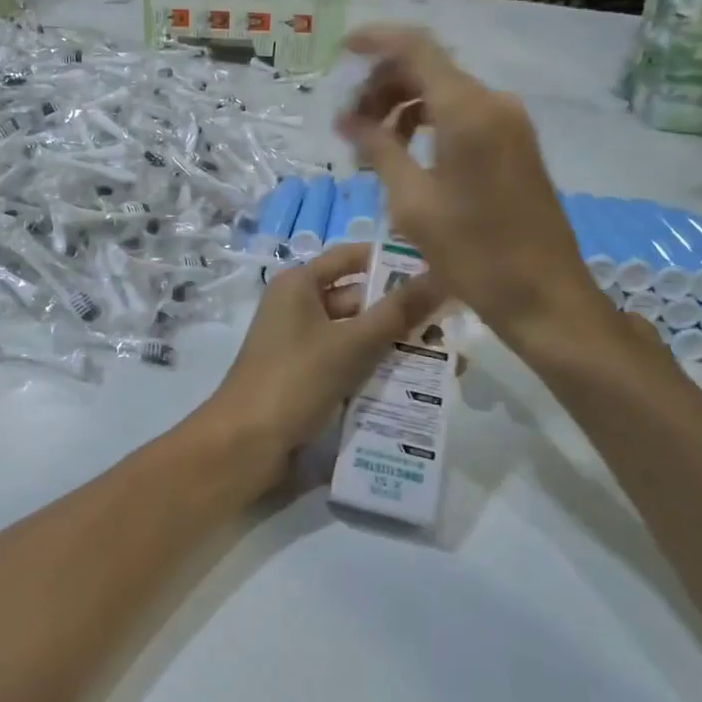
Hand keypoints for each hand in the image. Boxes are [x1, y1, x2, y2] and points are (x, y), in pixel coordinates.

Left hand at [199, 239, 443, 492]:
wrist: (246, 443)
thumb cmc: (294, 379)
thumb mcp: (350, 344)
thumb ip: (397, 312)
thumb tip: (441, 276)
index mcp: (298, 285)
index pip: (350, 258)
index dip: (391, 260)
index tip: (438, 265)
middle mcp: (298, 307)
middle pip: (358, 298)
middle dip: (401, 310)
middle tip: (455, 319)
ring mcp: (302, 343)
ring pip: (357, 334)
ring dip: (395, 343)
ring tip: (449, 354)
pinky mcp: (308, 376)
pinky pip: (349, 362)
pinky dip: (377, 368)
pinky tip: (418, 381)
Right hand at [333, 25, 609, 351]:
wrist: (544, 295)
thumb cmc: (472, 252)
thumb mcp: (412, 202)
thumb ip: (378, 149)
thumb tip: (347, 119)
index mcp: (467, 111)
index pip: (415, 49)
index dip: (375, 42)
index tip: (341, 52)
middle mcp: (493, 103)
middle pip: (428, 70)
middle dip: (382, 86)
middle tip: (348, 124)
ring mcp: (510, 123)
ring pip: (445, 93)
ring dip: (403, 107)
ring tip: (371, 144)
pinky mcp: (516, 144)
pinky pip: (463, 116)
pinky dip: (429, 123)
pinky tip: (405, 154)